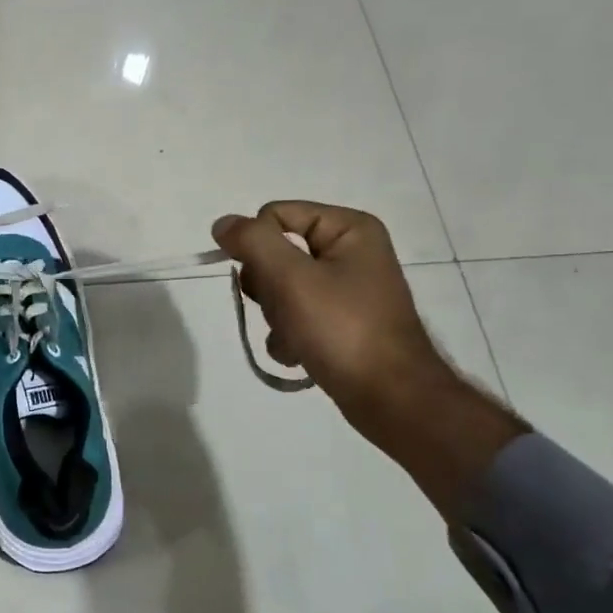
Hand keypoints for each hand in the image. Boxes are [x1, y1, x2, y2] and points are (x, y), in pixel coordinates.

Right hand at [212, 201, 445, 421]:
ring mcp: (345, 290)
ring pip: (279, 288)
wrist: (389, 397)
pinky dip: (288, 336)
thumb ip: (252, 242)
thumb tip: (223, 223)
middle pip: (274, 253)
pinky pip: (294, 317)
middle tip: (284, 309)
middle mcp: (350, 253)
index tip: (262, 279)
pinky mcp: (339, 323)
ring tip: (294, 336)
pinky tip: (299, 353)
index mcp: (349, 229)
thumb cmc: (341, 328)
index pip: (275, 215)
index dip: (257, 245)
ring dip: (274, 316)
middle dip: (267, 287)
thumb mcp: (291, 277)